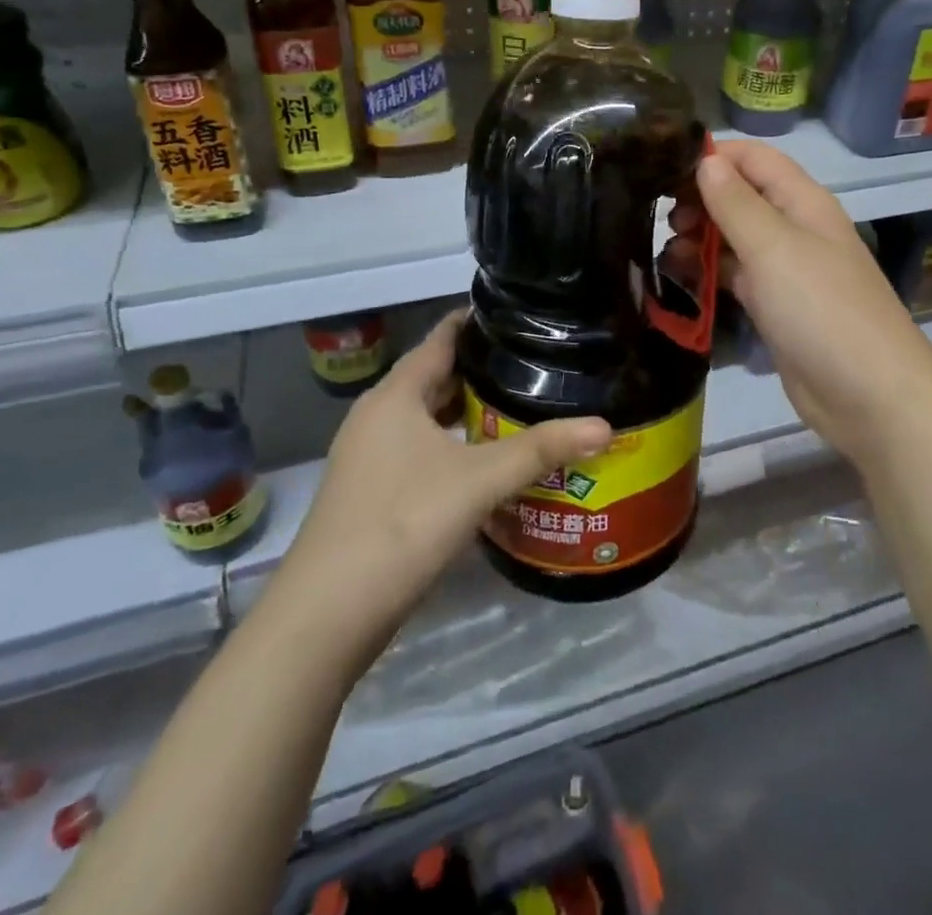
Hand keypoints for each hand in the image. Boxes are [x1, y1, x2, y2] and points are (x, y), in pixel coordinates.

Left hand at [276, 310, 610, 647]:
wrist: (326, 616)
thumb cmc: (402, 524)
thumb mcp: (479, 480)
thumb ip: (542, 449)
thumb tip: (605, 426)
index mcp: (395, 396)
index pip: (441, 338)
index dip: (479, 321)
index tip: (524, 316)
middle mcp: (378, 416)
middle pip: (435, 378)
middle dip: (483, 369)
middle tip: (538, 362)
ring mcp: (370, 456)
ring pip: (428, 418)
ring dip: (469, 412)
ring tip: (523, 405)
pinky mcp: (372, 491)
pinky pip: (421, 450)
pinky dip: (455, 445)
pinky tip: (488, 461)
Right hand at [692, 140, 931, 467]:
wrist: (868, 395)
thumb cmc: (820, 309)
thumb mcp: (774, 248)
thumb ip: (736, 204)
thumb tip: (706, 160)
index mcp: (803, 201)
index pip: (754, 158)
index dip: (712, 156)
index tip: (663, 168)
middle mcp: (795, 227)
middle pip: (742, 196)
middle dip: (701, 198)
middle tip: (661, 217)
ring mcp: (786, 269)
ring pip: (735, 237)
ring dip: (700, 236)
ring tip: (664, 249)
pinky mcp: (776, 306)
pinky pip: (736, 275)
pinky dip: (709, 270)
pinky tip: (679, 276)